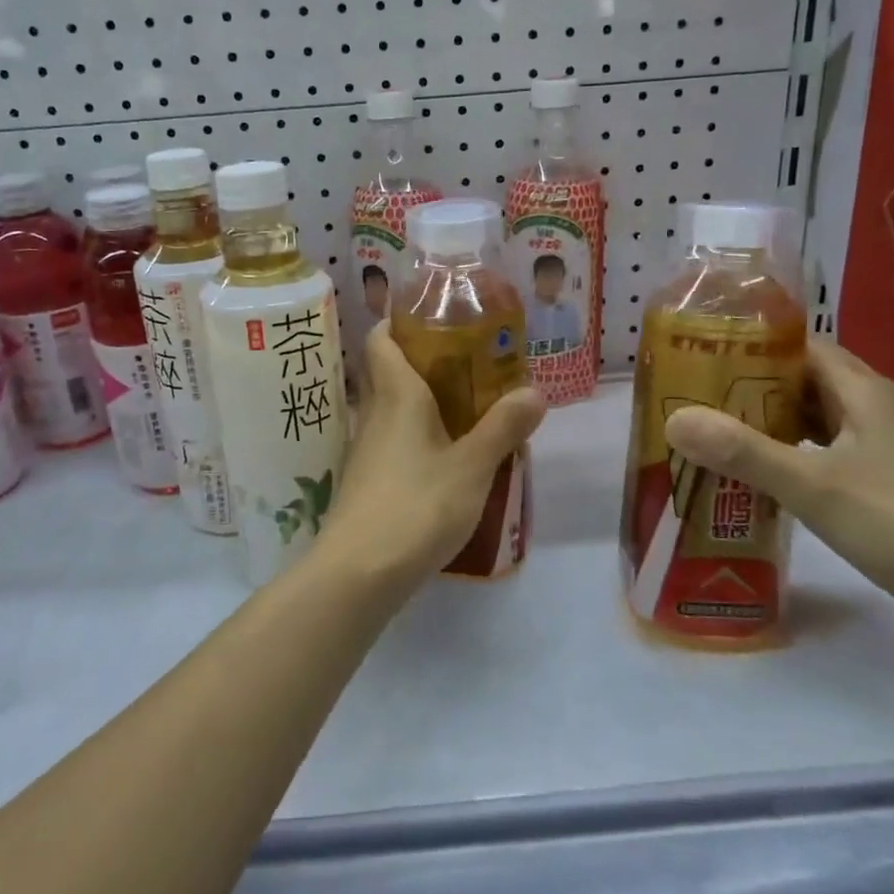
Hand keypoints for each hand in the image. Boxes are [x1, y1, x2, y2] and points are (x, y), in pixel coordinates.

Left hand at [320, 322, 546, 582]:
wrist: (359, 572)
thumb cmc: (417, 505)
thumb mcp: (473, 467)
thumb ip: (503, 427)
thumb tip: (534, 390)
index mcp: (396, 395)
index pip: (381, 339)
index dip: (401, 322)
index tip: (436, 320)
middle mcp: (374, 414)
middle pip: (388, 372)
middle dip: (424, 363)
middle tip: (470, 366)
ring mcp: (365, 450)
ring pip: (391, 410)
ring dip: (423, 404)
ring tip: (468, 411)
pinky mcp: (365, 482)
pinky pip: (392, 443)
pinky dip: (417, 438)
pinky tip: (446, 460)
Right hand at [663, 340, 893, 638]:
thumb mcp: (812, 485)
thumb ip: (742, 451)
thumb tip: (675, 419)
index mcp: (864, 393)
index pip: (802, 347)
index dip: (754, 345)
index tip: (704, 354)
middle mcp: (875, 410)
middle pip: (804, 381)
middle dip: (751, 386)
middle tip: (697, 396)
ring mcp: (882, 448)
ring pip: (814, 420)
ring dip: (769, 422)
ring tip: (715, 431)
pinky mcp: (884, 482)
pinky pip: (825, 452)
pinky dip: (790, 454)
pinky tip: (759, 473)